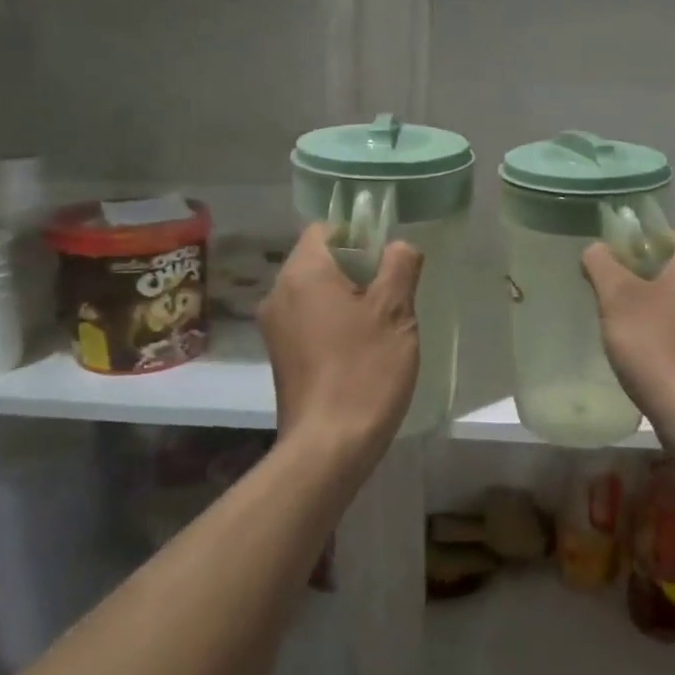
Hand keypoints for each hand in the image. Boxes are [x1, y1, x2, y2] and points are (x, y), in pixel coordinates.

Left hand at [260, 224, 422, 462]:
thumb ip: (399, 266)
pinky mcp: (280, 356)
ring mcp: (275, 328)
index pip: (326, 229)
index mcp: (303, 273)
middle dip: (357, 269)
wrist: (328, 446)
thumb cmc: (365, 370)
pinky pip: (308, 321)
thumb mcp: (395, 312)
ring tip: (381, 326)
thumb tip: (398, 246)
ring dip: (347, 299)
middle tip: (393, 295)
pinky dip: (333, 324)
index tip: (388, 262)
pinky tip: (360, 351)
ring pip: (315, 293)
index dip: (360, 235)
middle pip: (319, 260)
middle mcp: (279, 293)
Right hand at [582, 234, 674, 428]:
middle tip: (604, 301)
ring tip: (620, 331)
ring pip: (672, 298)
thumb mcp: (618, 298)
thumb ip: (602, 263)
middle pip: (665, 267)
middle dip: (632, 281)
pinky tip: (643, 352)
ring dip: (645, 308)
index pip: (658, 236)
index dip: (625, 247)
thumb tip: (596, 249)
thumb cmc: (657, 348)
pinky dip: (661, 331)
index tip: (600, 270)